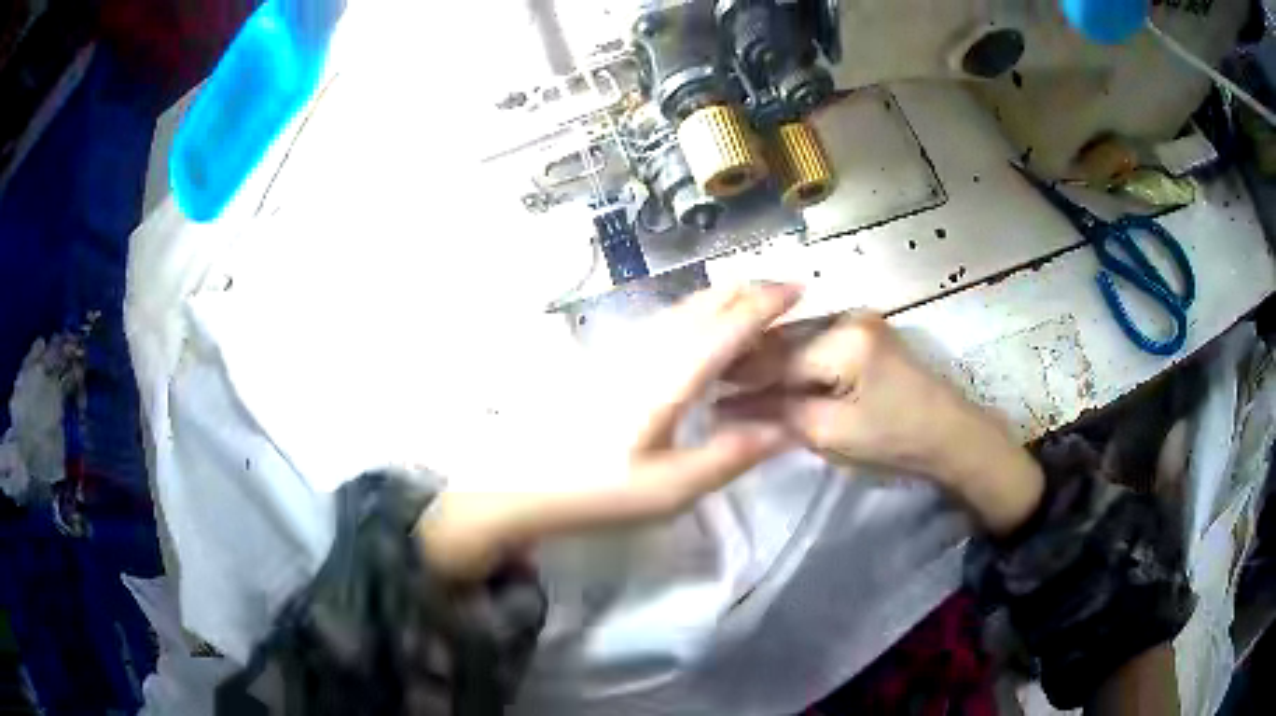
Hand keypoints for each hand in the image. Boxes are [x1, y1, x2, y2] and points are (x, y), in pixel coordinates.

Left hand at [417, 283, 801, 578]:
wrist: (522, 482)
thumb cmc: (598, 490)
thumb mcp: (672, 489)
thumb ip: (732, 456)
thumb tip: (789, 429)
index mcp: (670, 378)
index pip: (729, 325)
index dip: (768, 302)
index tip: (800, 288)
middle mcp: (649, 349)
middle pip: (706, 303)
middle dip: (750, 290)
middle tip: (786, 294)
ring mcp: (625, 348)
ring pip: (684, 307)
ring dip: (724, 299)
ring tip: (755, 306)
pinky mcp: (610, 356)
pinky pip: (665, 320)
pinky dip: (698, 313)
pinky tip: (703, 329)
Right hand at [719, 313, 1043, 534]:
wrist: (953, 434)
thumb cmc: (897, 439)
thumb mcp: (833, 434)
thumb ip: (780, 414)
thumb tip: (729, 408)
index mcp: (844, 340)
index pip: (776, 359)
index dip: (738, 378)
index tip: (704, 394)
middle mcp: (848, 316)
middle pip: (783, 341)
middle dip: (747, 365)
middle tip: (711, 387)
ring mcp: (857, 320)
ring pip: (795, 339)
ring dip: (766, 361)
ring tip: (732, 382)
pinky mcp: (863, 331)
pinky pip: (814, 342)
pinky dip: (791, 361)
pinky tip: (770, 375)